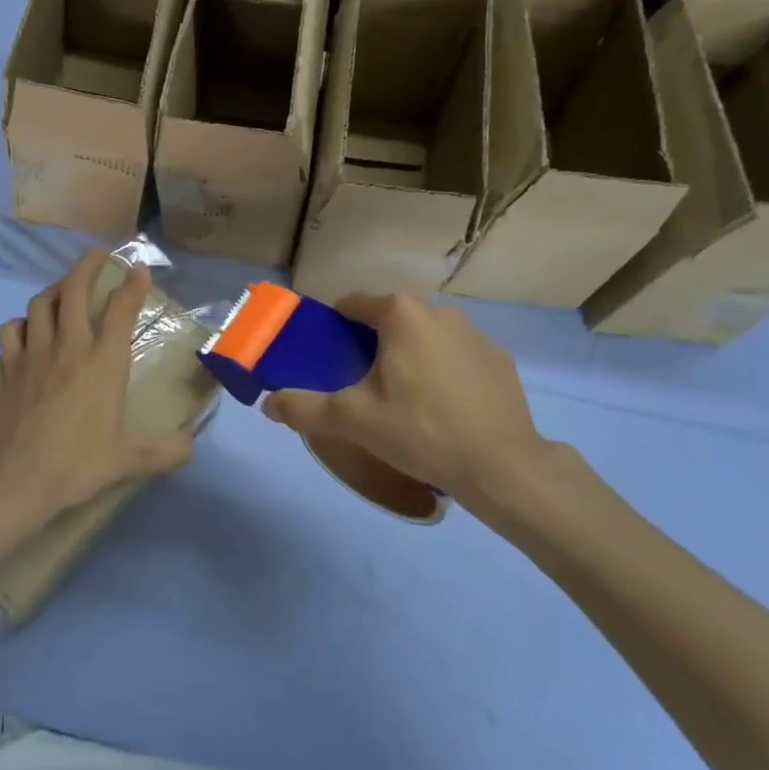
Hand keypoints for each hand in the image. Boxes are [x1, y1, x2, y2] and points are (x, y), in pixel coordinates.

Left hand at [0, 251, 193, 531]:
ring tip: (64, 288)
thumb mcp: (130, 460)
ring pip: (41, 303)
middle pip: (74, 289)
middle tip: (98, 255)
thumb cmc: (78, 464)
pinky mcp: (9, 367)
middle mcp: (69, 346)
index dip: (132, 284)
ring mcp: (35, 353)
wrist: (17, 478)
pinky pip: (11, 330)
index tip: (139, 267)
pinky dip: (20, 322)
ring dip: (55, 288)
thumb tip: (192, 442)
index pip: (121, 309)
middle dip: (87, 265)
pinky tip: (27, 328)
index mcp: (104, 362)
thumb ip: (167, 450)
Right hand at [262, 294, 592, 537]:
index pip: (352, 305)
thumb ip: (304, 407)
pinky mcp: (499, 358)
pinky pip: (457, 355)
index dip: (334, 328)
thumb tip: (267, 404)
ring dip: (410, 355)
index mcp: (400, 314)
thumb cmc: (420, 430)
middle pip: (390, 320)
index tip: (330, 359)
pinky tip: (445, 407)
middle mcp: (438, 310)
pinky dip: (444, 370)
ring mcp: (474, 332)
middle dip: (373, 344)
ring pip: (425, 336)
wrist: (501, 465)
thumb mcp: (352, 420)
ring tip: (406, 400)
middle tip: (364, 386)